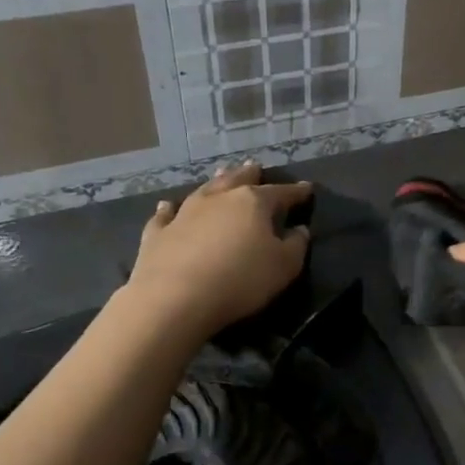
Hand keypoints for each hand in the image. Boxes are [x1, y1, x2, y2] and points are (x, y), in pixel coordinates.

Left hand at [120, 162, 311, 339]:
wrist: (175, 298)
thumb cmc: (240, 280)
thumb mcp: (284, 267)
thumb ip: (296, 245)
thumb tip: (300, 230)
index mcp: (253, 203)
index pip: (281, 193)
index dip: (296, 192)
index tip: (307, 189)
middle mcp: (218, 199)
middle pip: (238, 180)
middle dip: (249, 174)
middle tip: (255, 166)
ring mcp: (185, 213)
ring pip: (204, 190)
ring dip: (215, 181)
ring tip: (222, 172)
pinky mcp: (158, 233)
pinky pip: (165, 215)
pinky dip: (168, 209)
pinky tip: (166, 205)